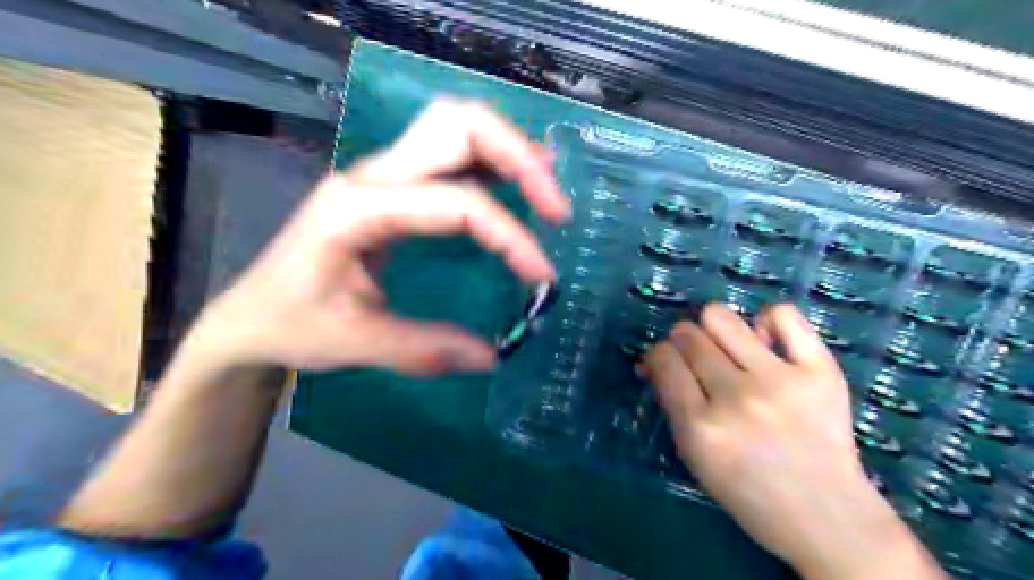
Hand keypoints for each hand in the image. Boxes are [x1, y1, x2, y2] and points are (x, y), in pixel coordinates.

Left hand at [181, 98, 567, 377]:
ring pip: (457, 126)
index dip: (508, 235)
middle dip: (519, 158)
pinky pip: (452, 153)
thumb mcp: (355, 343)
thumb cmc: (292, 325)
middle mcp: (373, 175)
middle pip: (458, 125)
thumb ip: (424, 348)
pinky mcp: (394, 186)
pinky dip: (494, 161)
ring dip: (509, 150)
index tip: (542, 276)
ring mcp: (383, 174)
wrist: (251, 314)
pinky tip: (519, 183)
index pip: (455, 203)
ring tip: (547, 190)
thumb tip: (493, 356)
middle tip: (556, 209)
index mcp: (358, 209)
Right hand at [645, 303, 942, 579]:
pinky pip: (782, 314)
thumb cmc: (748, 491)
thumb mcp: (693, 456)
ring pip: (721, 317)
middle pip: (688, 335)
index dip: (658, 356)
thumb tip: (655, 361)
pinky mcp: (820, 371)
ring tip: (727, 346)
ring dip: (713, 327)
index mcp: (701, 427)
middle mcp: (736, 398)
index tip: (666, 364)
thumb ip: (671, 404)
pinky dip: (768, 320)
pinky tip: (766, 340)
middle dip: (682, 342)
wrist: (826, 515)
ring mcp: (780, 381)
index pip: (663, 359)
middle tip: (698, 359)